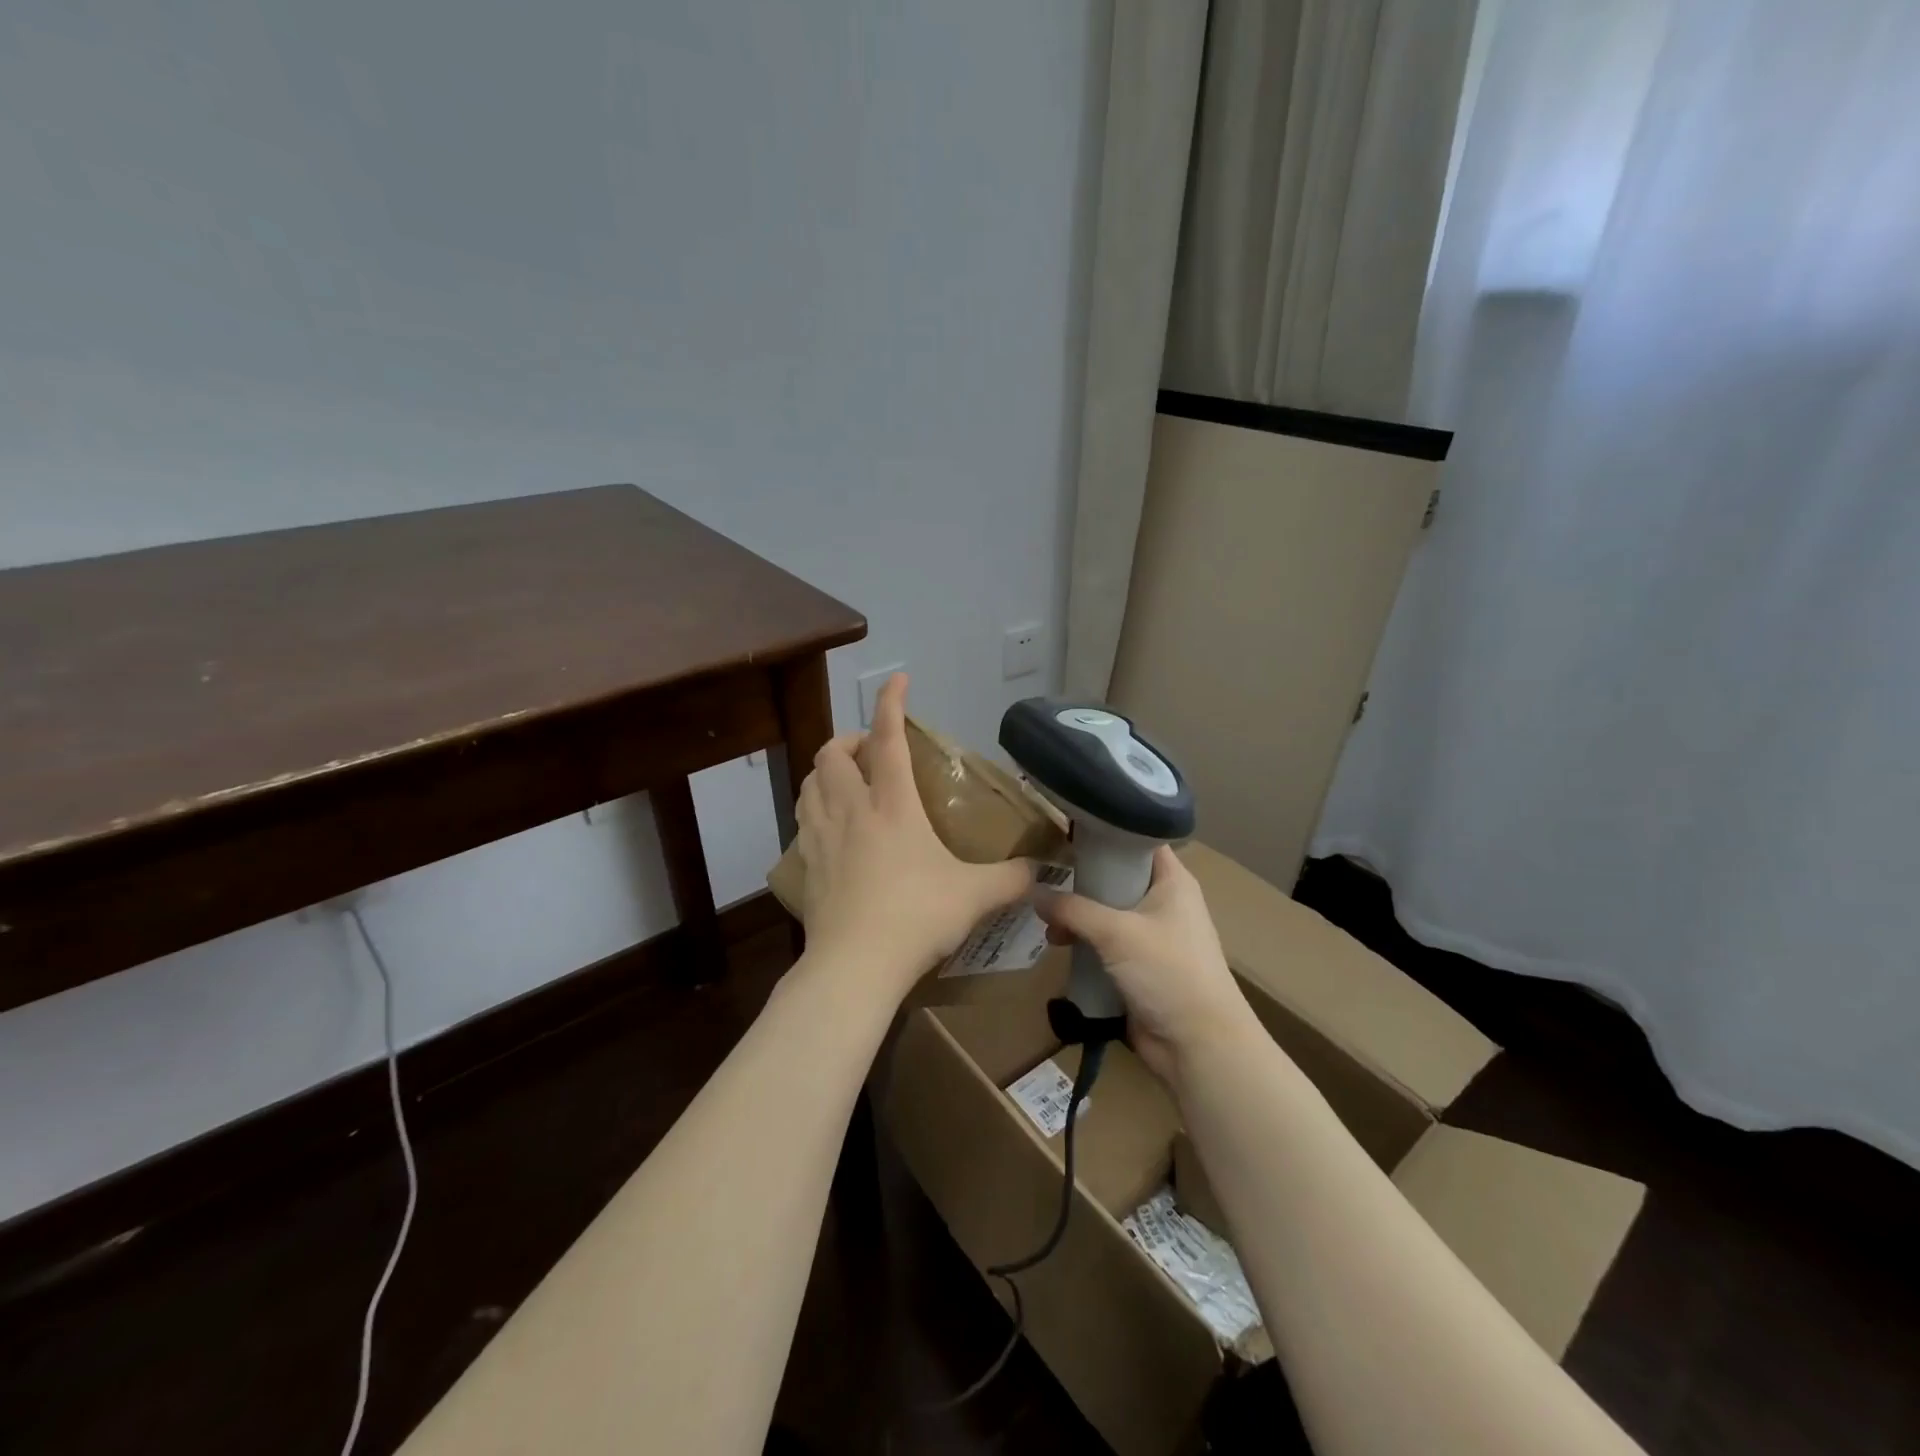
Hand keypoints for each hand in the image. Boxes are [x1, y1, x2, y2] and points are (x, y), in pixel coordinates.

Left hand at [794, 673, 1034, 998]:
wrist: (854, 965)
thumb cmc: (916, 917)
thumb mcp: (975, 896)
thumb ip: (1011, 879)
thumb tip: (1040, 873)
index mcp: (892, 804)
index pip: (887, 737)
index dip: (891, 702)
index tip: (897, 679)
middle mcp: (851, 809)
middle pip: (833, 752)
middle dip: (849, 739)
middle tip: (870, 752)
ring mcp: (821, 836)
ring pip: (810, 781)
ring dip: (826, 770)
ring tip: (846, 781)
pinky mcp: (805, 863)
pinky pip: (803, 819)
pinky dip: (814, 807)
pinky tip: (831, 827)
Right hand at [1034, 845, 1261, 1086]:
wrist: (1199, 1045)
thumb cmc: (1168, 972)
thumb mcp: (1117, 932)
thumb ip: (1073, 909)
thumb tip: (1034, 893)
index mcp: (1172, 881)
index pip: (1139, 839)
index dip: (1107, 831)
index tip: (1068, 828)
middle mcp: (1164, 902)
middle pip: (1117, 876)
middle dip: (1082, 879)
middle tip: (1045, 876)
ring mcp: (1152, 936)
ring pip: (1108, 912)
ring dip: (1079, 916)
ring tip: (1048, 924)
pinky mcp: (1140, 966)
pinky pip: (1107, 943)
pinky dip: (1085, 942)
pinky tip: (1059, 946)